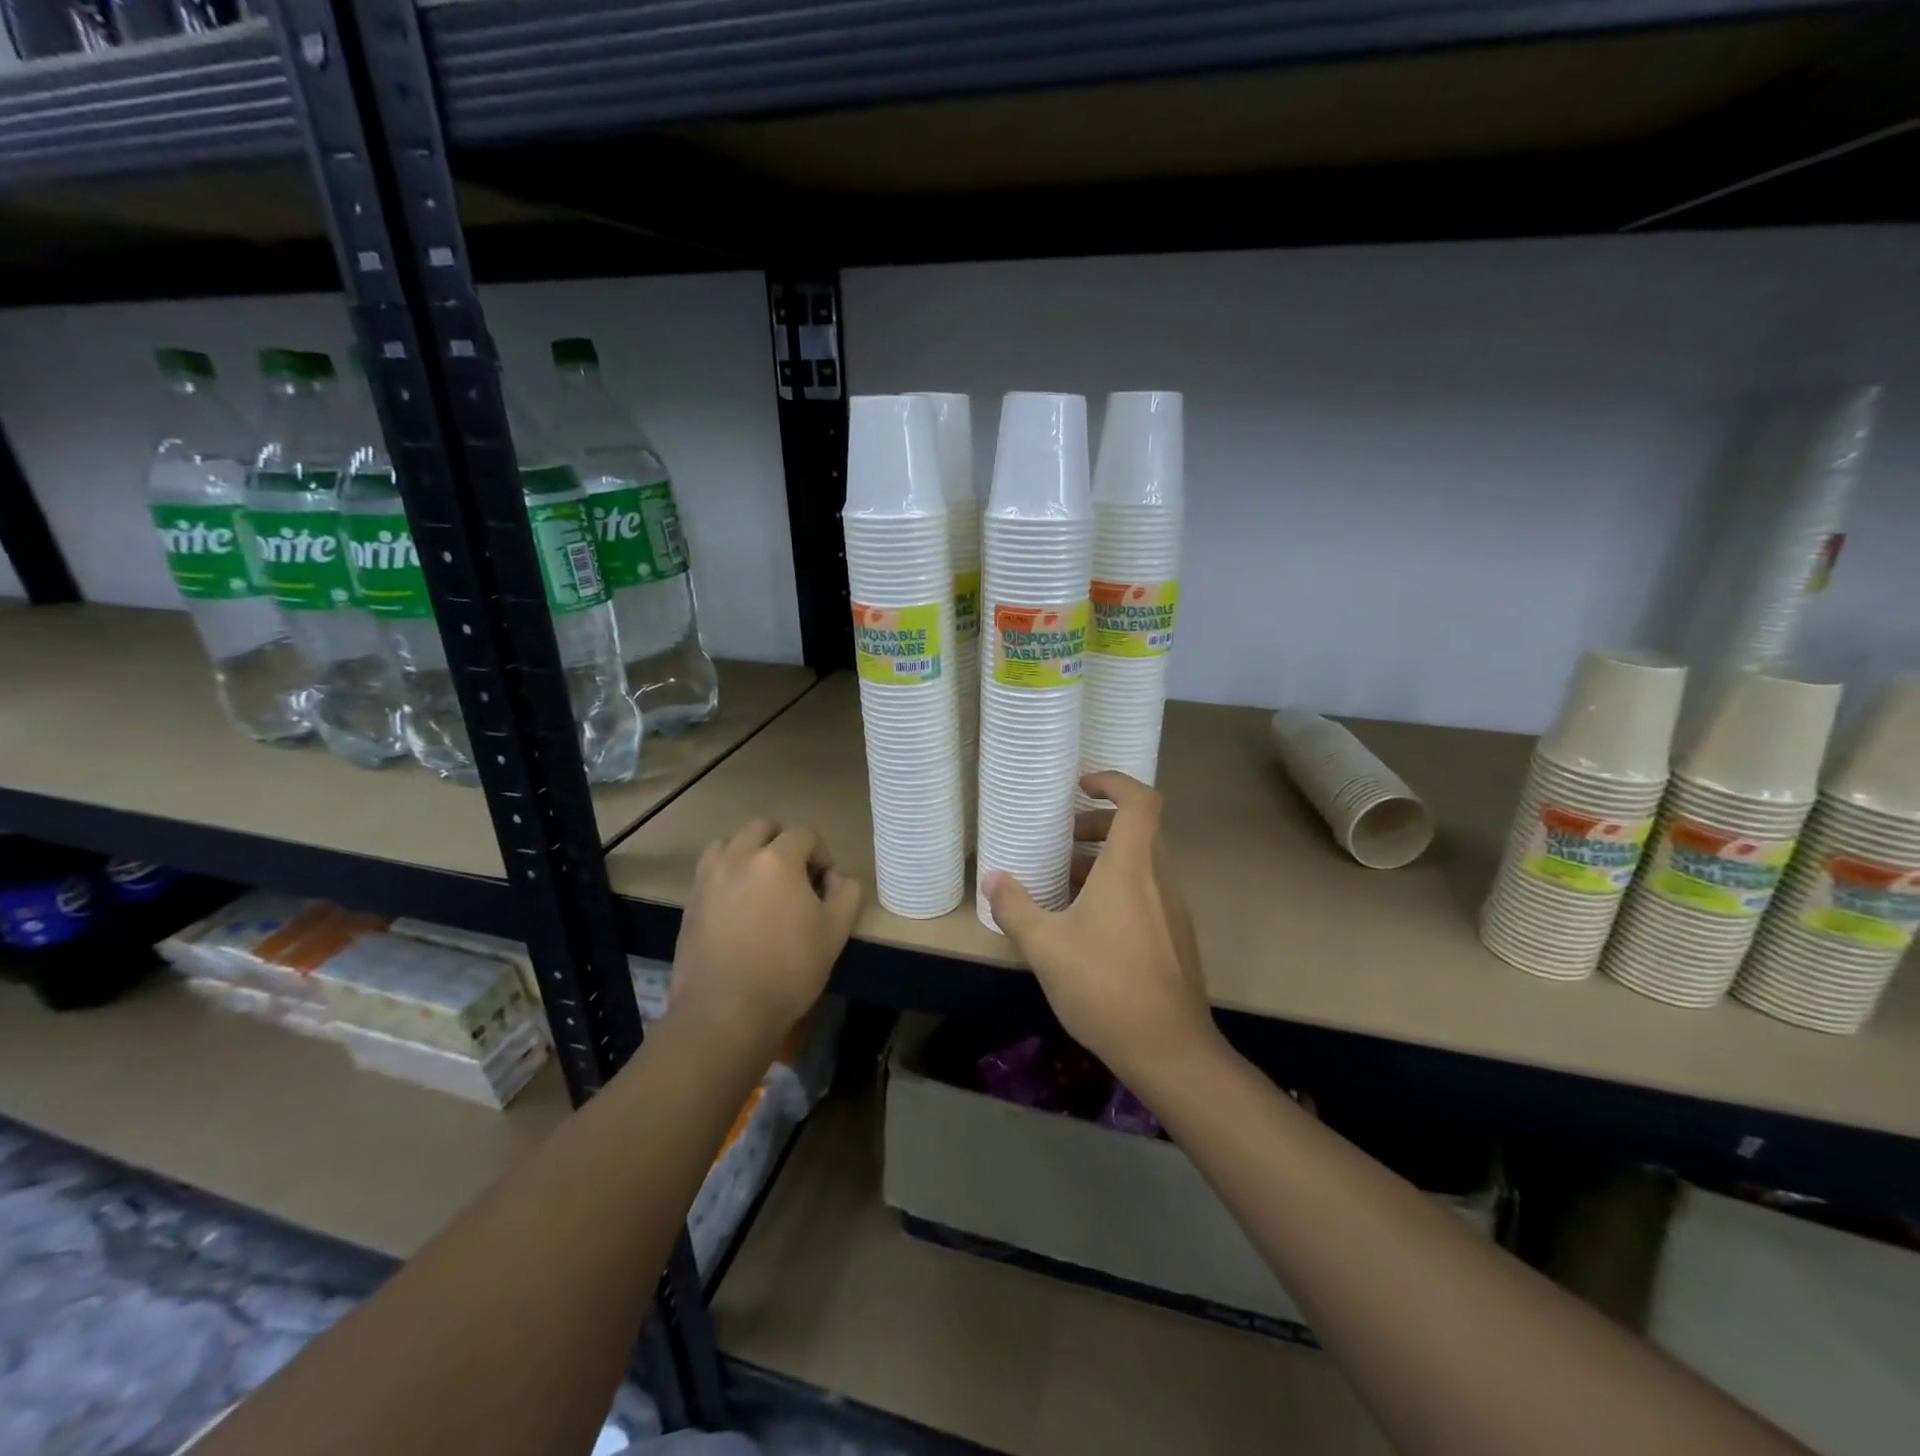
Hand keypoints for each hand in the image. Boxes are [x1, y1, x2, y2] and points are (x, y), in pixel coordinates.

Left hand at [670, 819, 862, 1049]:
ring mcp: (709, 878)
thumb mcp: (836, 932)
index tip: (825, 884)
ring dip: (748, 852)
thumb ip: (847, 893)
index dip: (821, 853)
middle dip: (783, 843)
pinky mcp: (691, 902)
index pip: (804, 834)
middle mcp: (739, 857)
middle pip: (762, 828)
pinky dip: (726, 874)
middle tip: (795, 876)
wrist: (726, 1012)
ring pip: (729, 843)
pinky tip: (738, 906)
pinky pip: (710, 871)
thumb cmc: (788, 969)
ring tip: (761, 883)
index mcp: (777, 859)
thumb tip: (837, 877)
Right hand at [985, 772, 1216, 1085]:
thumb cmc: (1105, 986)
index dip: (1114, 782)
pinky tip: (1085, 925)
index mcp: (1131, 867)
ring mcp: (1172, 909)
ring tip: (1063, 883)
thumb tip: (992, 879)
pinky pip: (1147, 892)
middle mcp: (1158, 878)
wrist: (1169, 1049)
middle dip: (1098, 825)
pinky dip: (1118, 888)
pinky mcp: (1175, 936)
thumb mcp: (1045, 946)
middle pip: (1138, 830)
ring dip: (1104, 861)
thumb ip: (1015, 907)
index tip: (1082, 787)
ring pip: (1142, 863)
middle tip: (1061, 840)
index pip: (1141, 800)